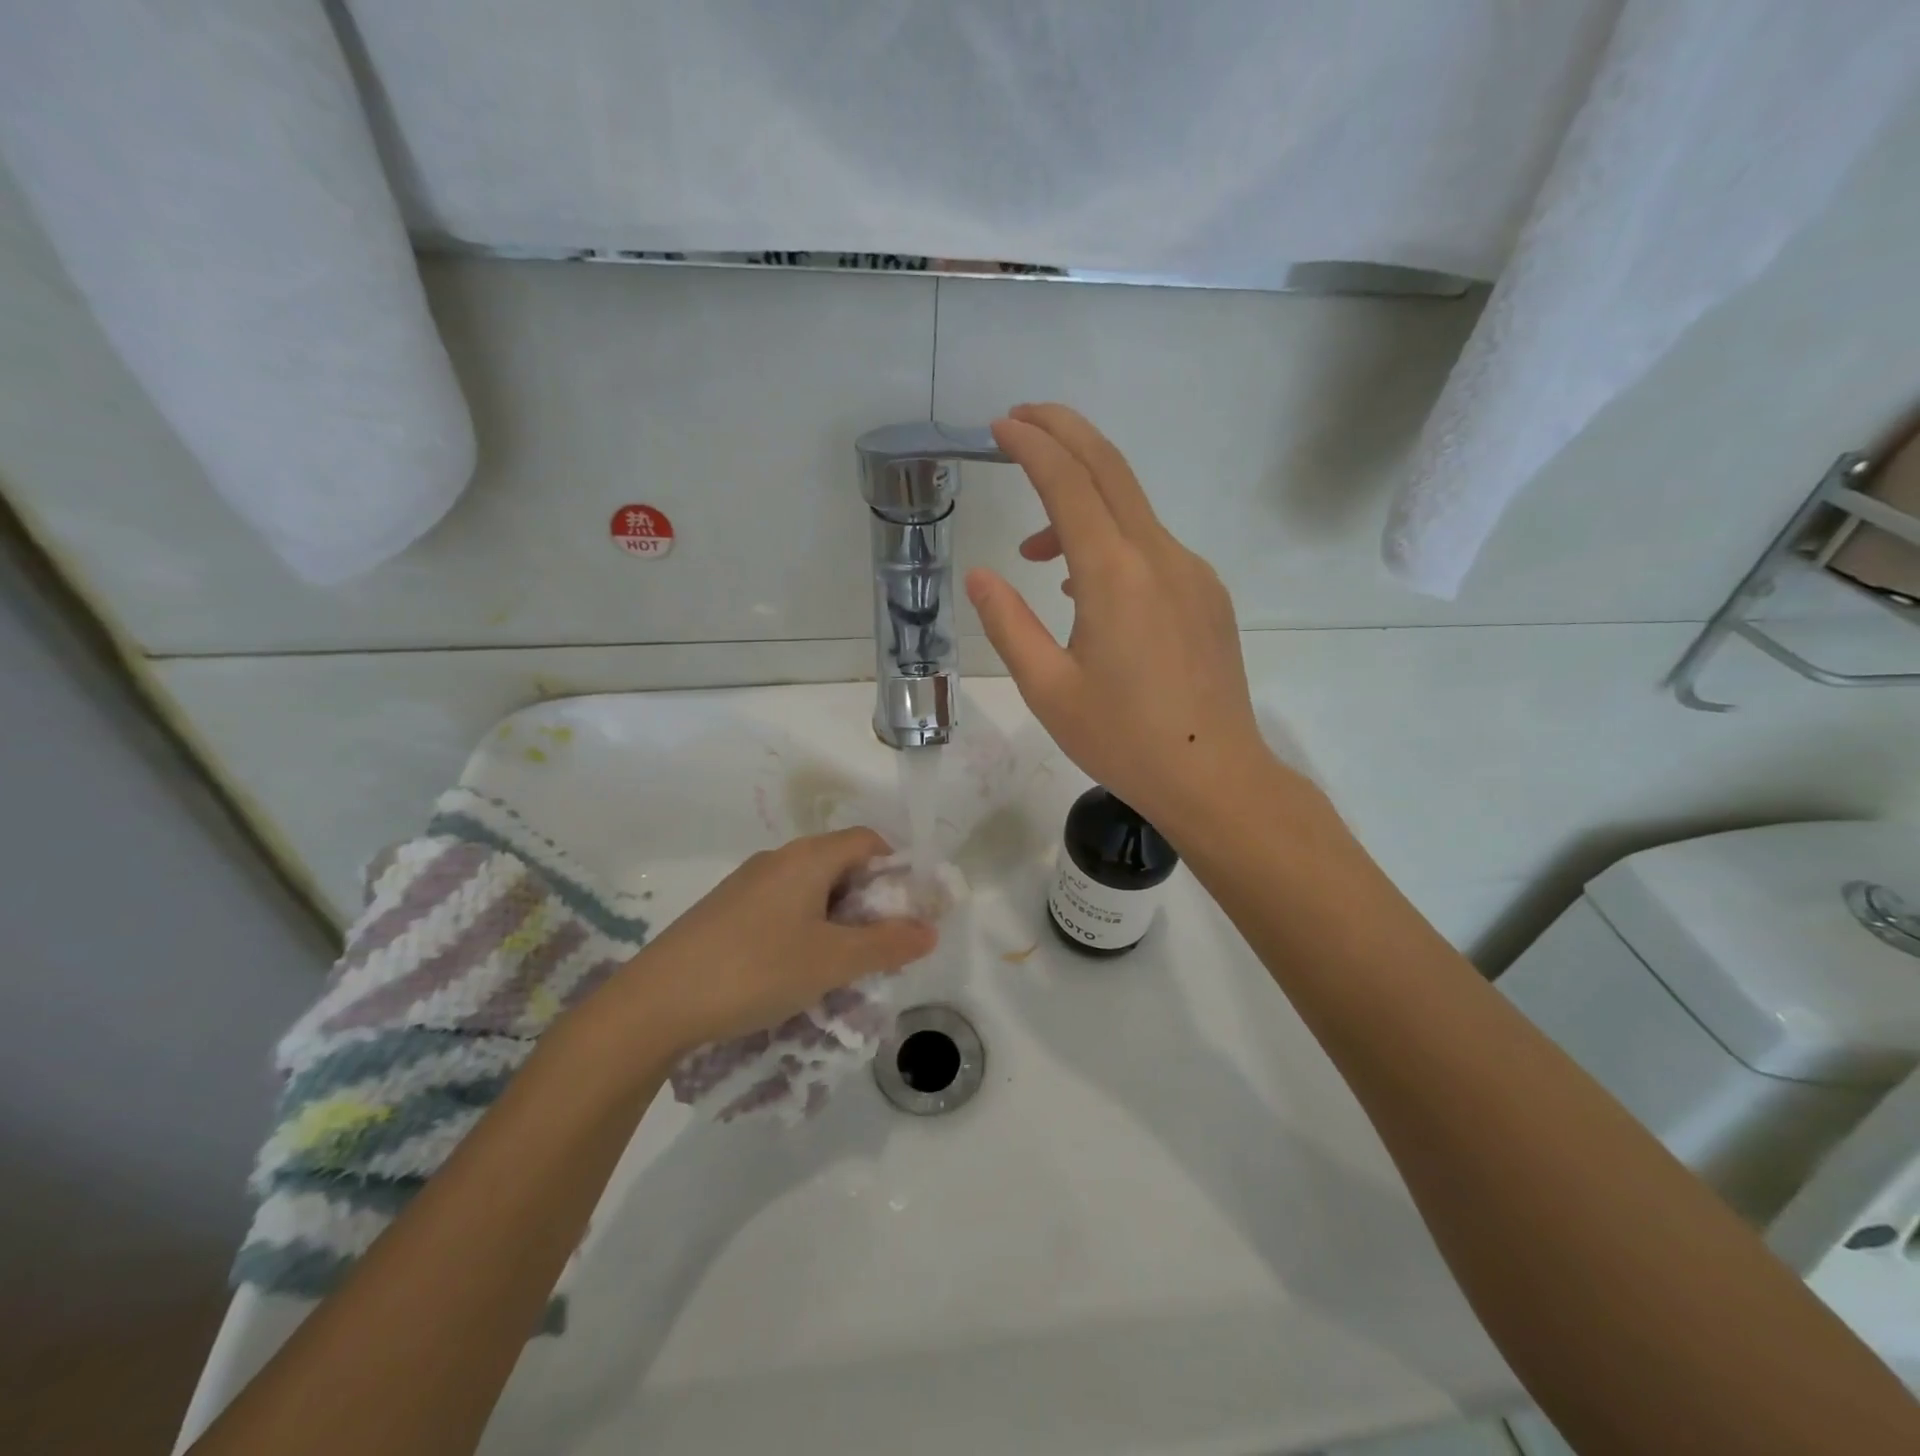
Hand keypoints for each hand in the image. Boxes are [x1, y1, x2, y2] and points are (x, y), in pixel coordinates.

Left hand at [615, 827, 937, 1051]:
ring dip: (837, 918)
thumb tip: (930, 930)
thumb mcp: (832, 961)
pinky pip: (782, 906)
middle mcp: (778, 859)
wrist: (656, 1002)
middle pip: (841, 863)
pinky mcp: (726, 910)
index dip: (898, 869)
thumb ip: (886, 944)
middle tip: (882, 944)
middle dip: (869, 900)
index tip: (910, 911)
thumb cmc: (756, 970)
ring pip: (811, 888)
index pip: (869, 841)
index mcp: (808, 857)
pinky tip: (797, 968)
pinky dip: (805, 927)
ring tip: (842, 963)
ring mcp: (747, 884)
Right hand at [966, 403, 1273, 831]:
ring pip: (1131, 512)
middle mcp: (1160, 557)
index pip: (1070, 483)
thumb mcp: (1048, 689)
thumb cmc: (1123, 740)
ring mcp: (1193, 573)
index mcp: (1114, 575)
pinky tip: (1087, 589)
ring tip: (1036, 552)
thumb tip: (980, 576)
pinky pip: (1152, 548)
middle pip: (1111, 469)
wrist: (1214, 777)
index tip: (1001, 425)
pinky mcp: (1208, 596)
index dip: (1033, 444)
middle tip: (1021, 421)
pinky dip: (1111, 544)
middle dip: (1065, 433)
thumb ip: (1008, 624)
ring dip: (1081, 507)